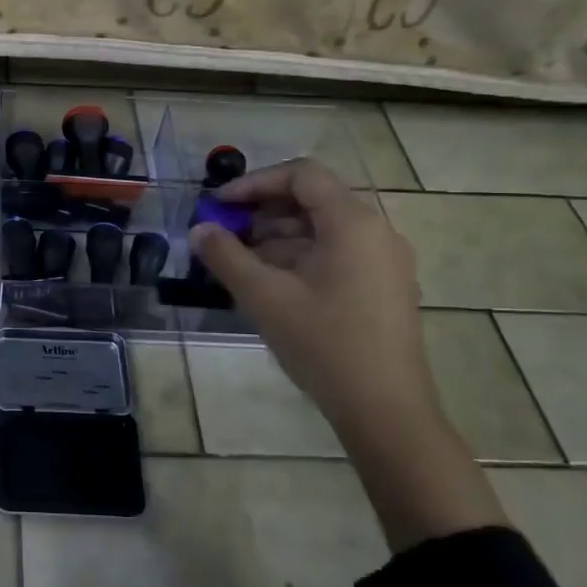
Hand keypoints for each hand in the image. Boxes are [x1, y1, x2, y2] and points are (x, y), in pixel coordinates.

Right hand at [188, 158, 437, 434]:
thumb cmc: (324, 343)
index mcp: (353, 223)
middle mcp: (376, 232)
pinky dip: (300, 258)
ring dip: (278, 238)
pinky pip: (337, 254)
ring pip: (323, 230)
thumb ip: (226, 256)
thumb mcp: (264, 297)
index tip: (220, 205)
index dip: (255, 183)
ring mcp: (384, 262)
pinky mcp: (384, 288)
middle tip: (226, 235)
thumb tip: (200, 230)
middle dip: (263, 213)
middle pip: (313, 200)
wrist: (386, 411)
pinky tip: (272, 286)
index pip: (302, 175)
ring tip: (241, 264)